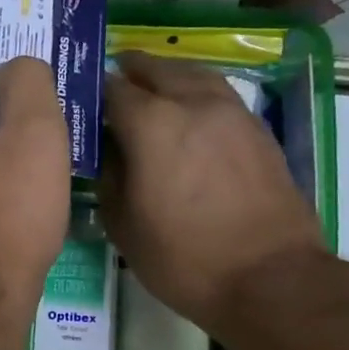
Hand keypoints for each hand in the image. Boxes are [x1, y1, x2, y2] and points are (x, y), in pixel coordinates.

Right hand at [98, 53, 327, 335]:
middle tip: (110, 85)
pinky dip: (195, 92)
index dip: (91, 91)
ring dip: (166, 76)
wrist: (271, 280)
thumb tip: (106, 151)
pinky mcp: (258, 130)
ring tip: (149, 88)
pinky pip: (218, 94)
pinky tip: (187, 114)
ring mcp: (232, 113)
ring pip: (193, 74)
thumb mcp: (121, 223)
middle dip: (129, 72)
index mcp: (152, 124)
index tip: (77, 102)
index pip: (111, 88)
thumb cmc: (183, 257)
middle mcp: (193, 104)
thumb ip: (107, 175)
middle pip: (155, 69)